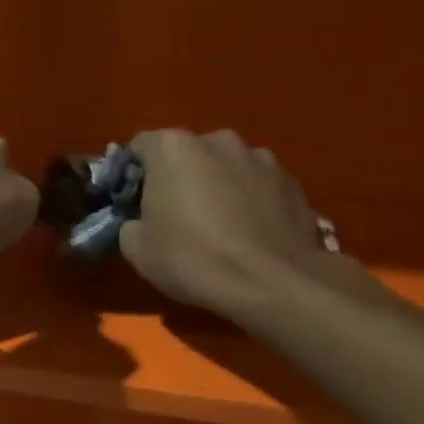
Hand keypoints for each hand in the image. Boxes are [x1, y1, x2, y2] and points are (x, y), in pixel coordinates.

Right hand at [120, 129, 343, 318]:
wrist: (271, 284)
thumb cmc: (192, 258)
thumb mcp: (136, 247)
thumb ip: (130, 222)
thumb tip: (139, 221)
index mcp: (174, 148)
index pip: (139, 147)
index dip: (131, 175)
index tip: (132, 202)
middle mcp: (219, 140)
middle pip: (186, 154)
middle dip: (177, 177)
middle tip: (173, 215)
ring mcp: (262, 158)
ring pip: (225, 167)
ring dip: (216, 186)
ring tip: (217, 225)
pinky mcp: (292, 182)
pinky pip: (257, 186)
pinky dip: (248, 201)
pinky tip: (247, 233)